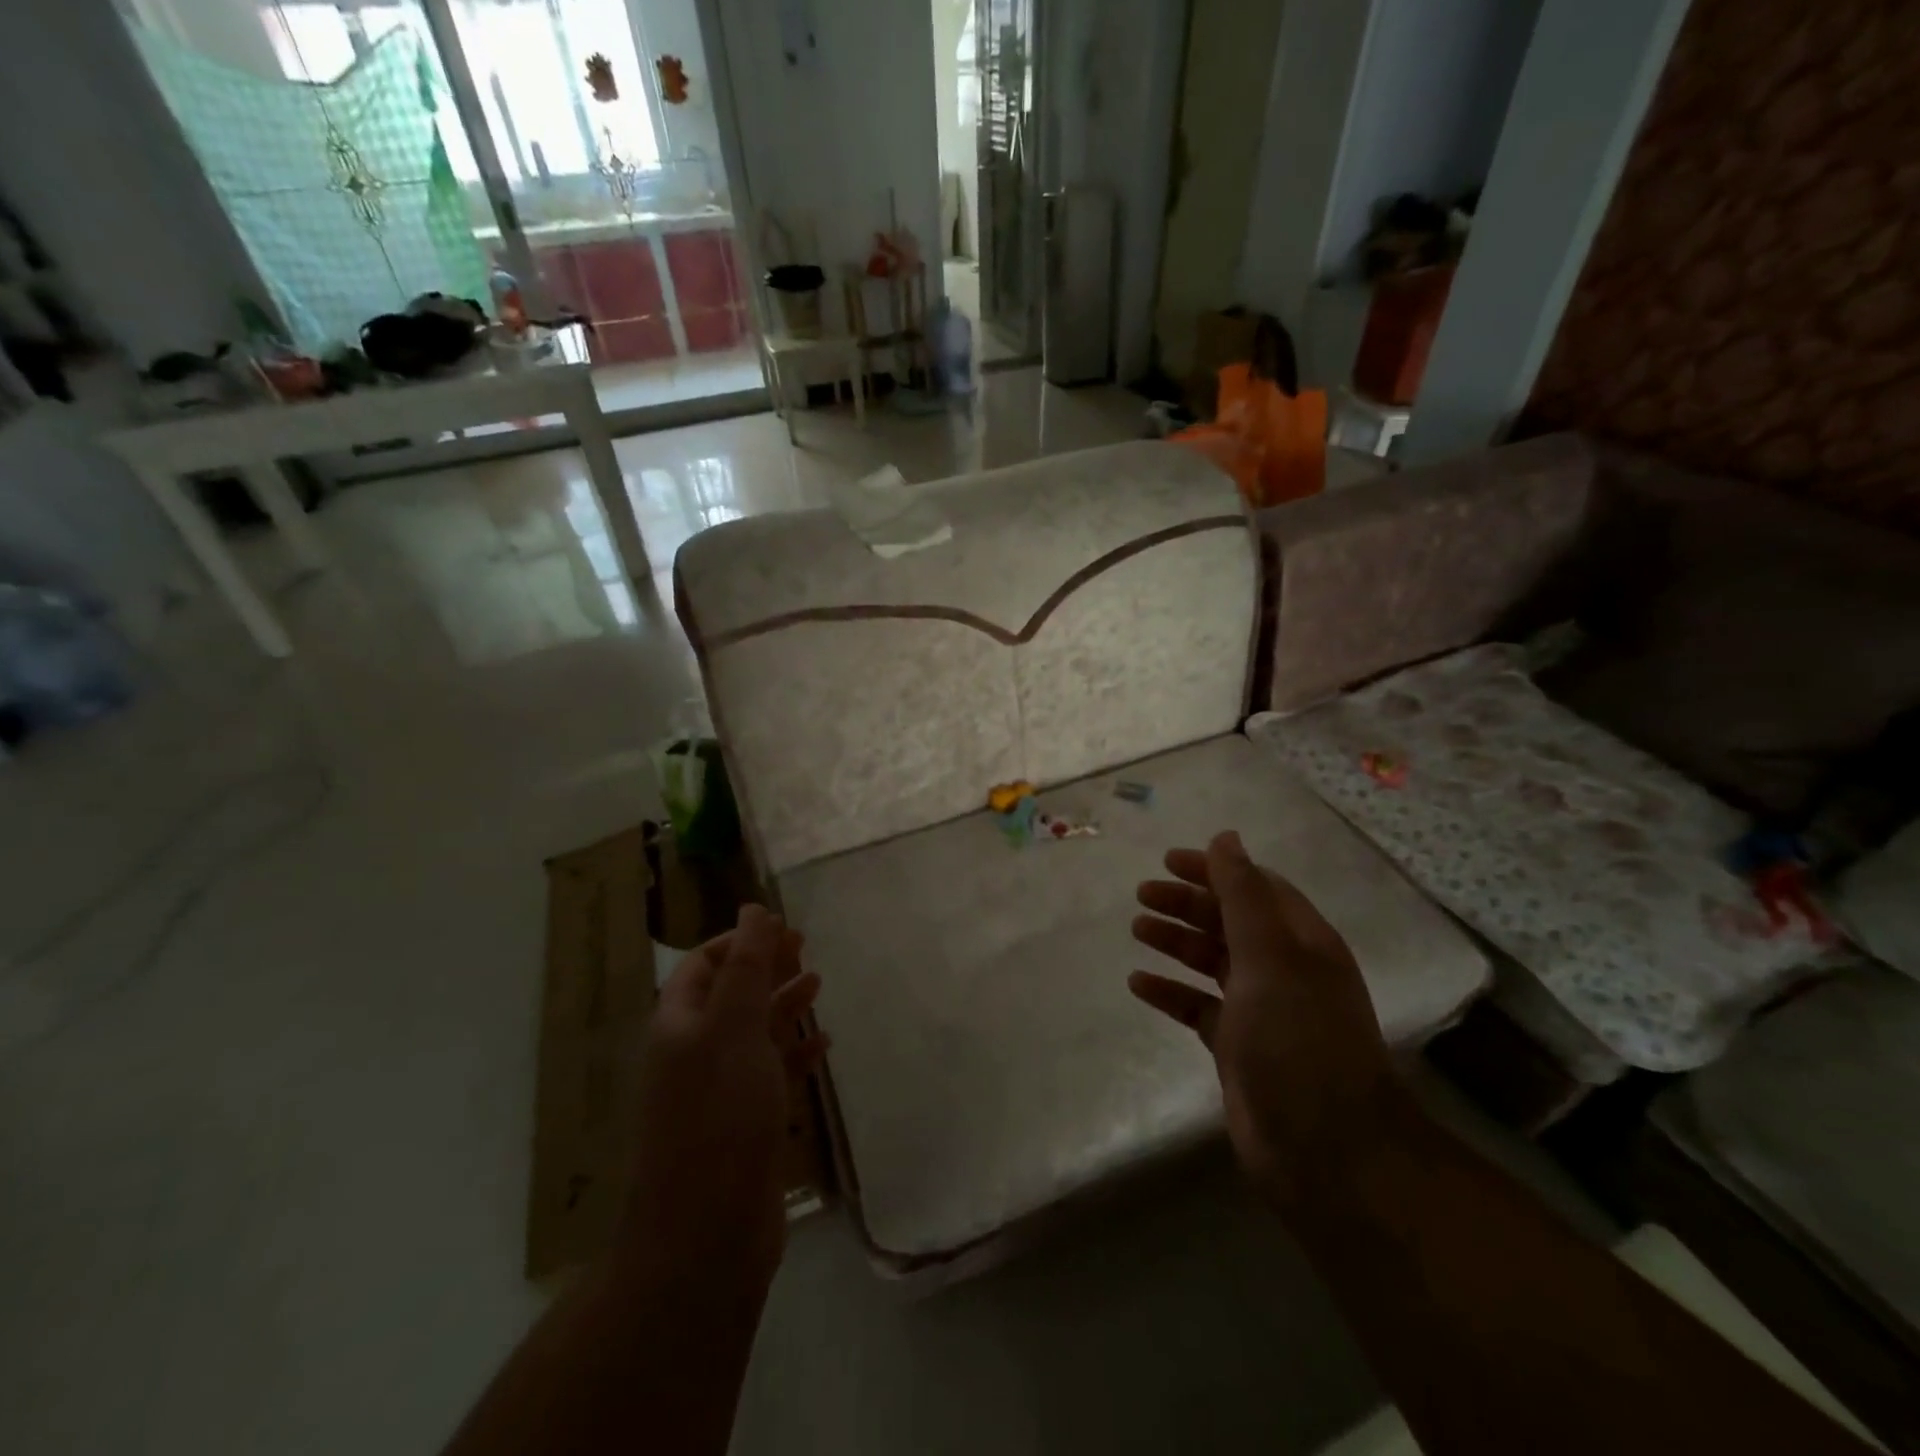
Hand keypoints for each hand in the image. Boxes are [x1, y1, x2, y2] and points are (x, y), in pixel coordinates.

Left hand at [621, 905, 827, 1278]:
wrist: (705, 1234)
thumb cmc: (719, 1115)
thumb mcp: (733, 1028)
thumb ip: (746, 966)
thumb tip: (753, 909)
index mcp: (679, 1025)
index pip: (702, 965)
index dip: (738, 939)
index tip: (781, 925)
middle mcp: (694, 1053)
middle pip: (730, 994)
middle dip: (764, 966)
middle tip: (804, 945)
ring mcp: (719, 1091)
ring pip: (753, 1032)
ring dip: (783, 1004)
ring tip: (818, 983)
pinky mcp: (745, 1124)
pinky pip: (771, 1074)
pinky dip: (795, 1053)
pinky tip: (822, 1045)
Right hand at [1128, 830, 1403, 1208]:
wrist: (1327, 1149)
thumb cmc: (1298, 1037)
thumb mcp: (1270, 954)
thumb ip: (1243, 894)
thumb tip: (1225, 838)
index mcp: (1301, 941)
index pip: (1255, 889)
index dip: (1215, 870)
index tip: (1169, 861)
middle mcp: (1283, 969)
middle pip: (1229, 921)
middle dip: (1187, 904)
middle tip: (1143, 895)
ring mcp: (1261, 1010)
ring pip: (1212, 961)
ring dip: (1177, 941)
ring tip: (1137, 929)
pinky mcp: (1238, 1047)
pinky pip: (1198, 1007)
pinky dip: (1170, 992)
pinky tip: (1139, 984)